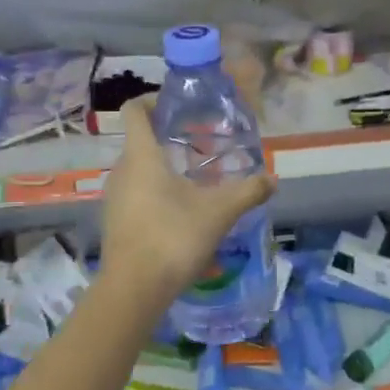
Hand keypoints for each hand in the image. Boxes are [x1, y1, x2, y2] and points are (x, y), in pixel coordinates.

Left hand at [101, 97, 275, 301]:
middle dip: (169, 135)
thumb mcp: (220, 212)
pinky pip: (136, 191)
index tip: (182, 106)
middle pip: (140, 139)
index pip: (135, 110)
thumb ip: (248, 191)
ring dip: (164, 165)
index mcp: (142, 156)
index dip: (154, 100)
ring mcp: (115, 197)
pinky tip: (182, 208)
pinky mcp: (116, 220)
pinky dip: (156, 189)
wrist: (134, 290)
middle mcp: (122, 170)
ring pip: (139, 168)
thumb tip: (274, 179)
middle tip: (202, 142)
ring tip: (197, 175)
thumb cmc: (174, 237)